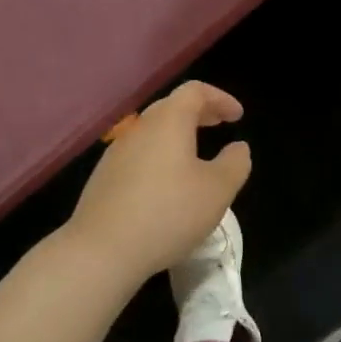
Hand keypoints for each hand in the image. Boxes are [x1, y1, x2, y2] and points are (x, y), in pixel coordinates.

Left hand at [65, 81, 251, 286]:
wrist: (101, 250)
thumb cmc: (168, 213)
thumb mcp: (217, 191)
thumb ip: (235, 164)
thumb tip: (238, 148)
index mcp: (169, 121)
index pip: (195, 91)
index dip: (220, 98)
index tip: (237, 115)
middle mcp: (140, 128)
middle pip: (171, 107)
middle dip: (199, 112)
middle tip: (220, 124)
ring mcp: (117, 152)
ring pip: (153, 131)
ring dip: (177, 135)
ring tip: (195, 155)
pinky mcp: (104, 177)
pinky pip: (138, 154)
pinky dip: (159, 155)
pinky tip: (166, 184)